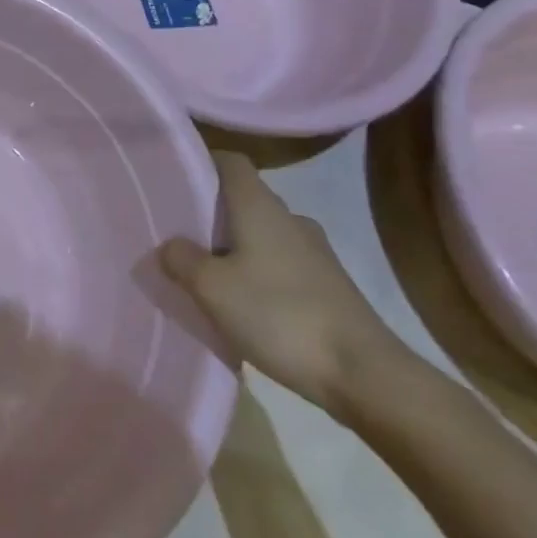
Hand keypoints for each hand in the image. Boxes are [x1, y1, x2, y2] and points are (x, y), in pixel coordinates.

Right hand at [160, 152, 405, 420]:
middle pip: (243, 199)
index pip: (230, 161)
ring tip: (206, 275)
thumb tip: (170, 245)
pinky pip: (280, 265)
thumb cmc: (279, 315)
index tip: (174, 180)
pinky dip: (258, 274)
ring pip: (262, 234)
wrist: (366, 376)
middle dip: (211, 213)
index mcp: (259, 205)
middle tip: (178, 234)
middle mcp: (289, 218)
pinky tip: (243, 305)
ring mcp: (315, 253)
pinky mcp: (329, 286)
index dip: (202, 163)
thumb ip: (181, 259)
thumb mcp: (211, 287)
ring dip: (234, 248)